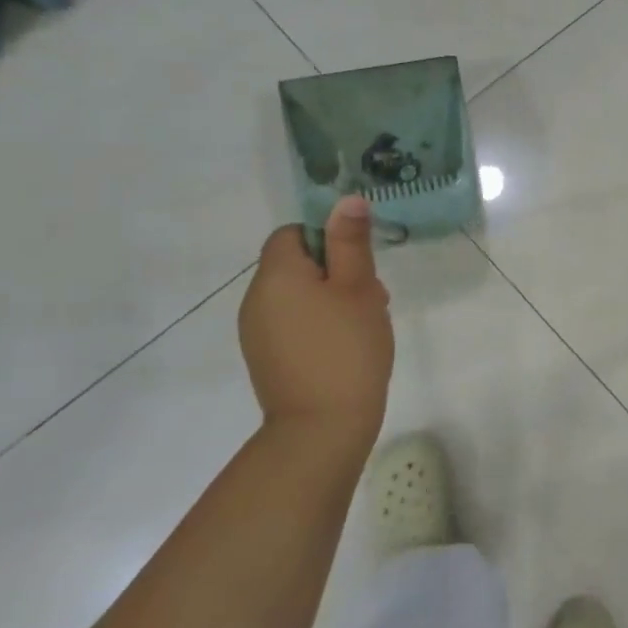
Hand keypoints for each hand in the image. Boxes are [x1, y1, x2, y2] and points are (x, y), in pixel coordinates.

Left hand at [239, 196, 393, 461]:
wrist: (322, 428)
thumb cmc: (347, 348)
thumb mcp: (358, 288)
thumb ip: (350, 241)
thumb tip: (346, 199)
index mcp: (276, 275)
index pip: (293, 233)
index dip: (327, 238)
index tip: (358, 263)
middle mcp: (255, 299)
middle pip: (296, 264)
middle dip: (337, 271)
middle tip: (371, 296)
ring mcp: (256, 331)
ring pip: (297, 295)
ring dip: (331, 298)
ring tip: (363, 323)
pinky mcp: (265, 357)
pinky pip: (292, 322)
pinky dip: (318, 323)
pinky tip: (345, 346)